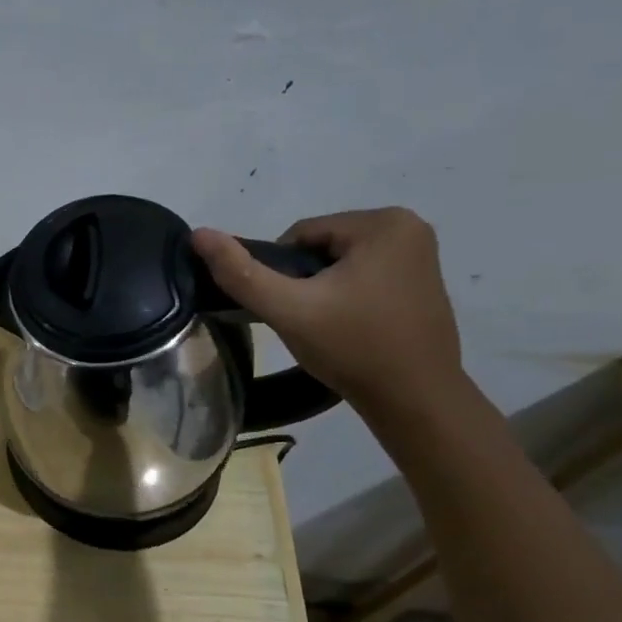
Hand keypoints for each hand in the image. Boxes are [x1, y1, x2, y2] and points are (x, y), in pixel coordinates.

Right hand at [191, 208, 465, 416]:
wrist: (414, 398)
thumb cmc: (352, 348)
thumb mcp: (288, 309)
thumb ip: (241, 272)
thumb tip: (198, 234)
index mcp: (383, 223)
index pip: (299, 235)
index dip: (281, 273)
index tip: (292, 309)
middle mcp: (409, 226)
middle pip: (320, 246)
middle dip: (304, 281)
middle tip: (308, 321)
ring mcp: (421, 253)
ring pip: (339, 262)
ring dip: (322, 290)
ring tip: (327, 326)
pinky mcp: (423, 278)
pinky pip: (364, 275)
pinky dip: (347, 295)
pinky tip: (350, 326)